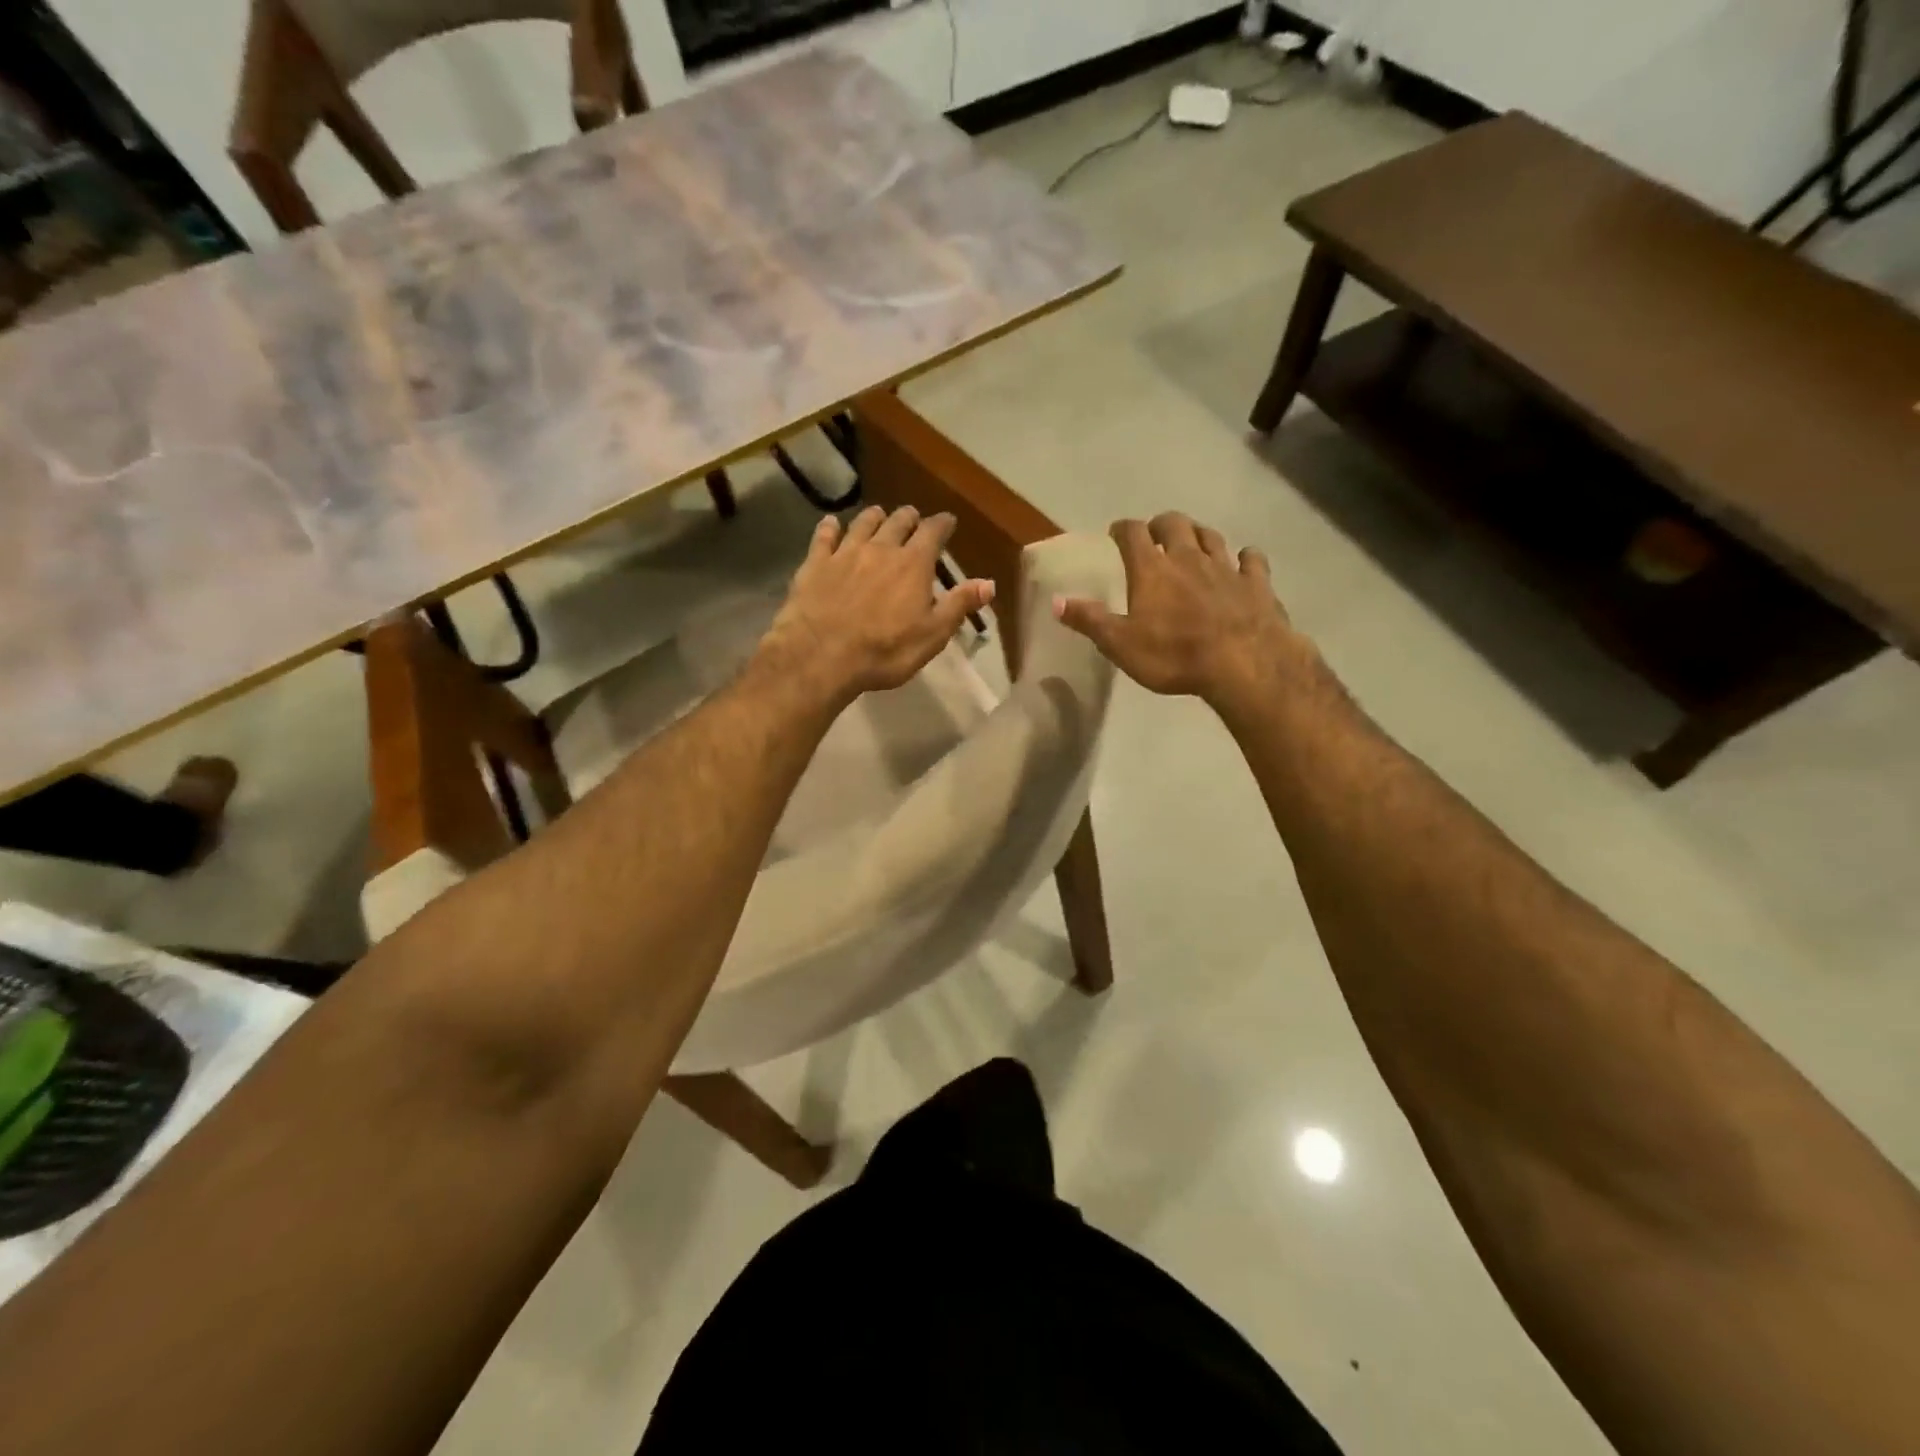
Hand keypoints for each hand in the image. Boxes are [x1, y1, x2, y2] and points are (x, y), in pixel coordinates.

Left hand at [757, 505, 993, 706]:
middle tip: (913, 517)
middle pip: (897, 522)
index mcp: (913, 565)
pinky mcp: (815, 563)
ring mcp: (845, 553)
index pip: (933, 533)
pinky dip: (830, 527)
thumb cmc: (885, 651)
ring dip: (874, 517)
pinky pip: (824, 536)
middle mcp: (881, 549)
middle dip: (909, 518)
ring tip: (878, 514)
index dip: (942, 524)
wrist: (821, 656)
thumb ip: (959, 605)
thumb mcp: (932, 634)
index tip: (948, 521)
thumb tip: (988, 583)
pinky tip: (830, 523)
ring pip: (862, 523)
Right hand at [1053, 513, 1307, 712]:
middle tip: (1155, 535)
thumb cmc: (1174, 655)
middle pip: (1174, 524)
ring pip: (1211, 536)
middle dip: (1161, 524)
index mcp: (1152, 569)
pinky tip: (1243, 560)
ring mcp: (1226, 567)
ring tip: (1192, 541)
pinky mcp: (1257, 583)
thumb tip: (1055, 601)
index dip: (1122, 529)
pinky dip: (1245, 557)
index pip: (1132, 534)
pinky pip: (1252, 559)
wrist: (1243, 663)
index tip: (1116, 533)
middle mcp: (1188, 557)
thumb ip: (1089, 620)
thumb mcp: (1121, 644)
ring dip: (1198, 534)